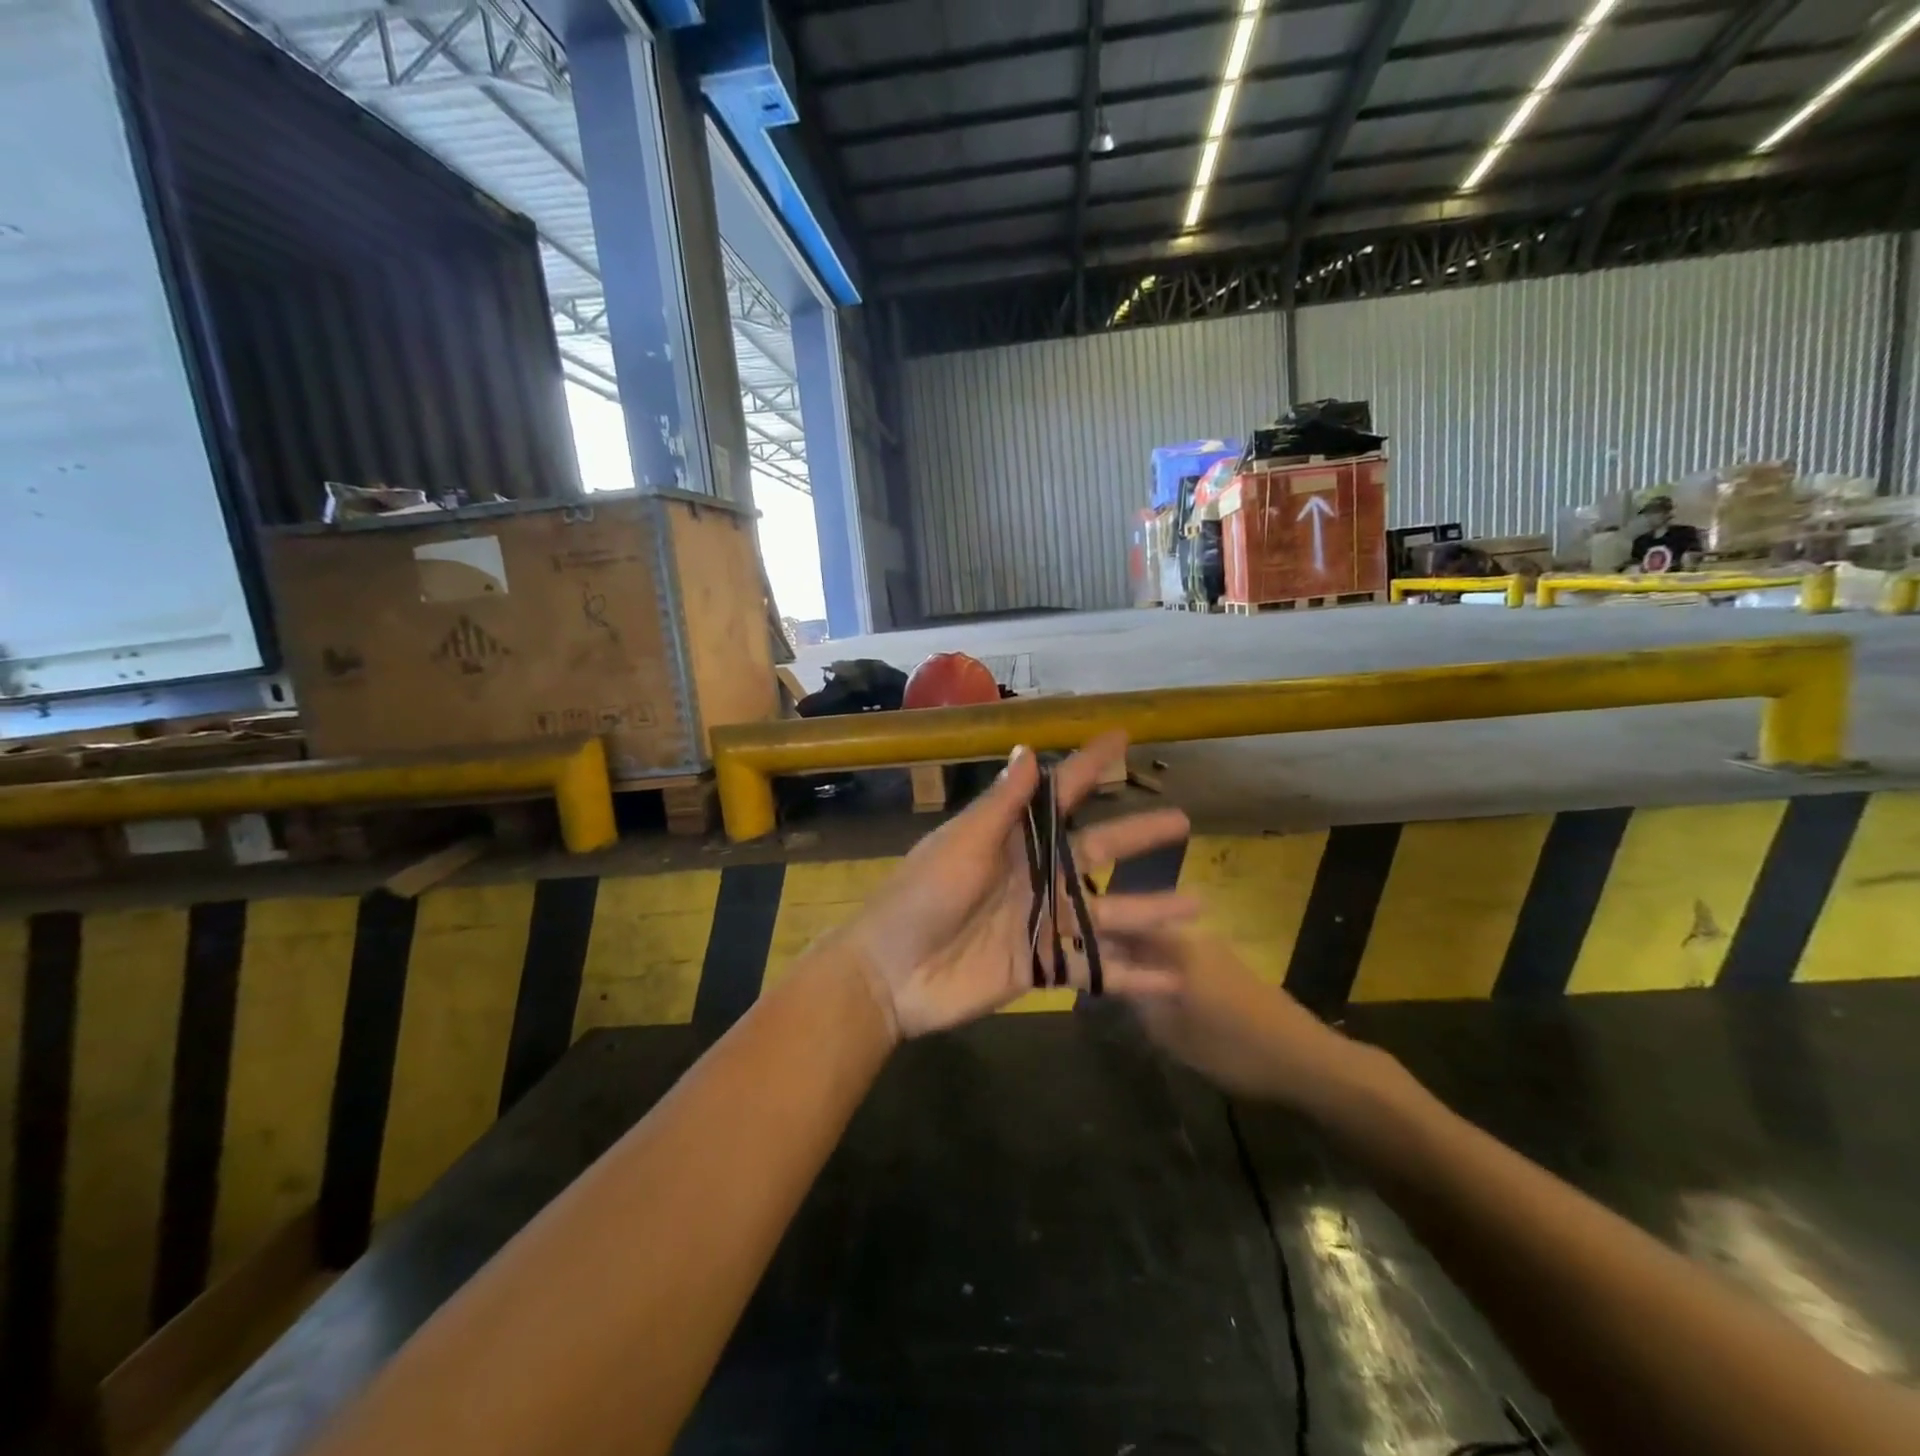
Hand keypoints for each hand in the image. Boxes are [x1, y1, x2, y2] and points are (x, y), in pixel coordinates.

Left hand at [840, 732, 1196, 1039]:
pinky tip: (1173, 980)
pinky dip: (1131, 975)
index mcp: (1011, 840)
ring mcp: (1040, 922)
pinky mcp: (1042, 966)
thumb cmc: (920, 898)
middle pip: (1096, 851)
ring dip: (1150, 910)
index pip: (1058, 796)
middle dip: (1138, 836)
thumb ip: (1000, 807)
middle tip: (1183, 820)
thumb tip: (1028, 751)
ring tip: (1198, 904)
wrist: (890, 975)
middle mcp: (1034, 875)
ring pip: (1106, 911)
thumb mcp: (960, 845)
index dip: (1088, 767)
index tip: (1121, 737)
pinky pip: (1094, 968)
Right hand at [1106, 929, 1365, 1108]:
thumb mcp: (1174, 1034)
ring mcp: (1213, 951)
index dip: (1097, 936)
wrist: (1307, 1061)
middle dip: (1117, 947)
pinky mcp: (1229, 968)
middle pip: (1142, 933)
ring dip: (1140, 958)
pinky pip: (1182, 959)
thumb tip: (1112, 981)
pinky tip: (1156, 992)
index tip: (1073, 948)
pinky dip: (1163, 969)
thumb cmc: (1235, 1048)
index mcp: (1176, 947)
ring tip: (1118, 981)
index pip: (1124, 927)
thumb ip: (1138, 1003)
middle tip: (1094, 969)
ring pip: (1162, 946)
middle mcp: (1192, 938)